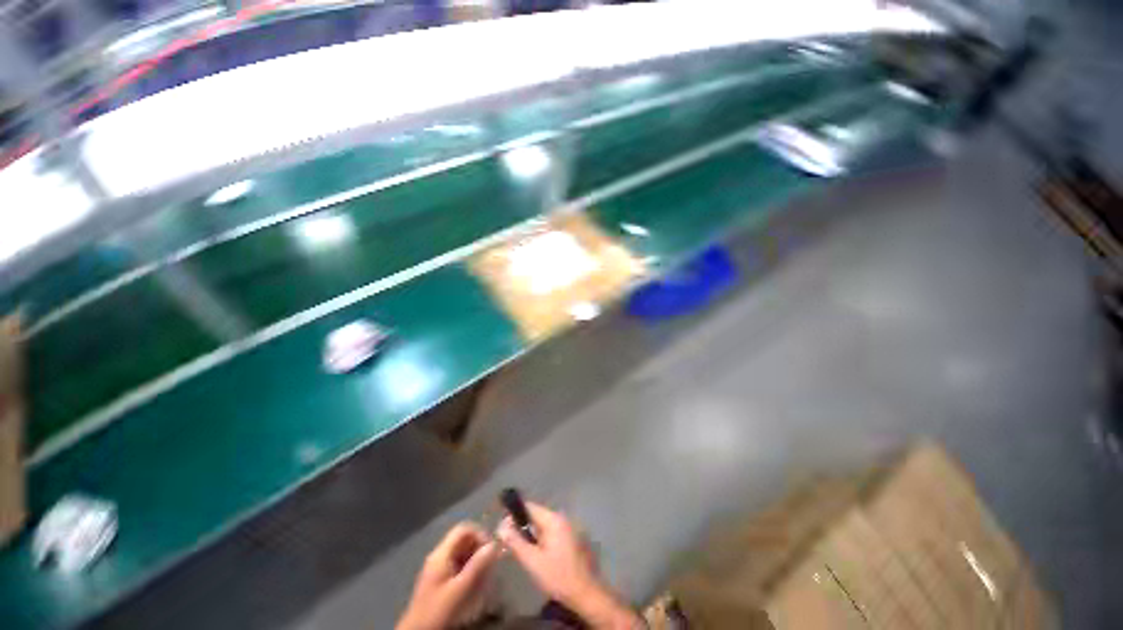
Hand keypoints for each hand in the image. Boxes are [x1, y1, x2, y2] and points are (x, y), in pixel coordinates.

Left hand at [396, 523, 499, 629]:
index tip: (491, 550)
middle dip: (479, 550)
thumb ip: (477, 565)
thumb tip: (494, 544)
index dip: (480, 534)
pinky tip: (475, 586)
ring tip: (484, 577)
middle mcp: (439, 556)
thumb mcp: (460, 589)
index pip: (463, 529)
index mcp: (441, 553)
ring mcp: (438, 568)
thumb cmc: (438, 610)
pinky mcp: (440, 580)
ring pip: (463, 554)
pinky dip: (470, 571)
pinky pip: (459, 566)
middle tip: (490, 566)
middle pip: (463, 541)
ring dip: (476, 562)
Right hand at [497, 502, 641, 629]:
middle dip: (523, 527)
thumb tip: (501, 526)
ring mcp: (570, 528)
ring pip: (545, 526)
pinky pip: (553, 533)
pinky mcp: (573, 539)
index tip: (503, 527)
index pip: (530, 507)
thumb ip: (516, 542)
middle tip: (510, 543)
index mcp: (554, 519)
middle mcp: (563, 518)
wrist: (586, 593)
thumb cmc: (558, 576)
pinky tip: (538, 555)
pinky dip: (543, 540)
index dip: (515, 514)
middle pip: (537, 516)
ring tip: (523, 551)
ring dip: (533, 535)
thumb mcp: (533, 561)